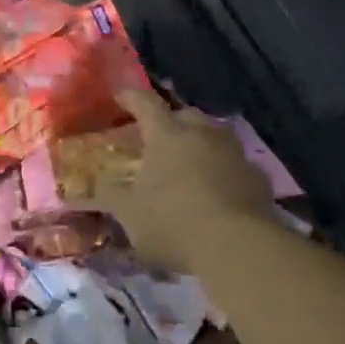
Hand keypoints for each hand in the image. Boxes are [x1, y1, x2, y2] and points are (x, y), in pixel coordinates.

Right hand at [93, 89, 275, 274]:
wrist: (240, 248)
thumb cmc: (174, 222)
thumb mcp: (130, 214)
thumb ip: (109, 196)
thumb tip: (86, 187)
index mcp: (167, 134)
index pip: (145, 103)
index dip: (130, 97)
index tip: (119, 96)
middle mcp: (202, 133)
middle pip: (185, 115)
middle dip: (171, 121)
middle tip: (159, 137)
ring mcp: (234, 154)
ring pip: (214, 136)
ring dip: (200, 143)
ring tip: (190, 163)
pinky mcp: (258, 178)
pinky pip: (235, 164)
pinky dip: (224, 171)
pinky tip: (219, 191)